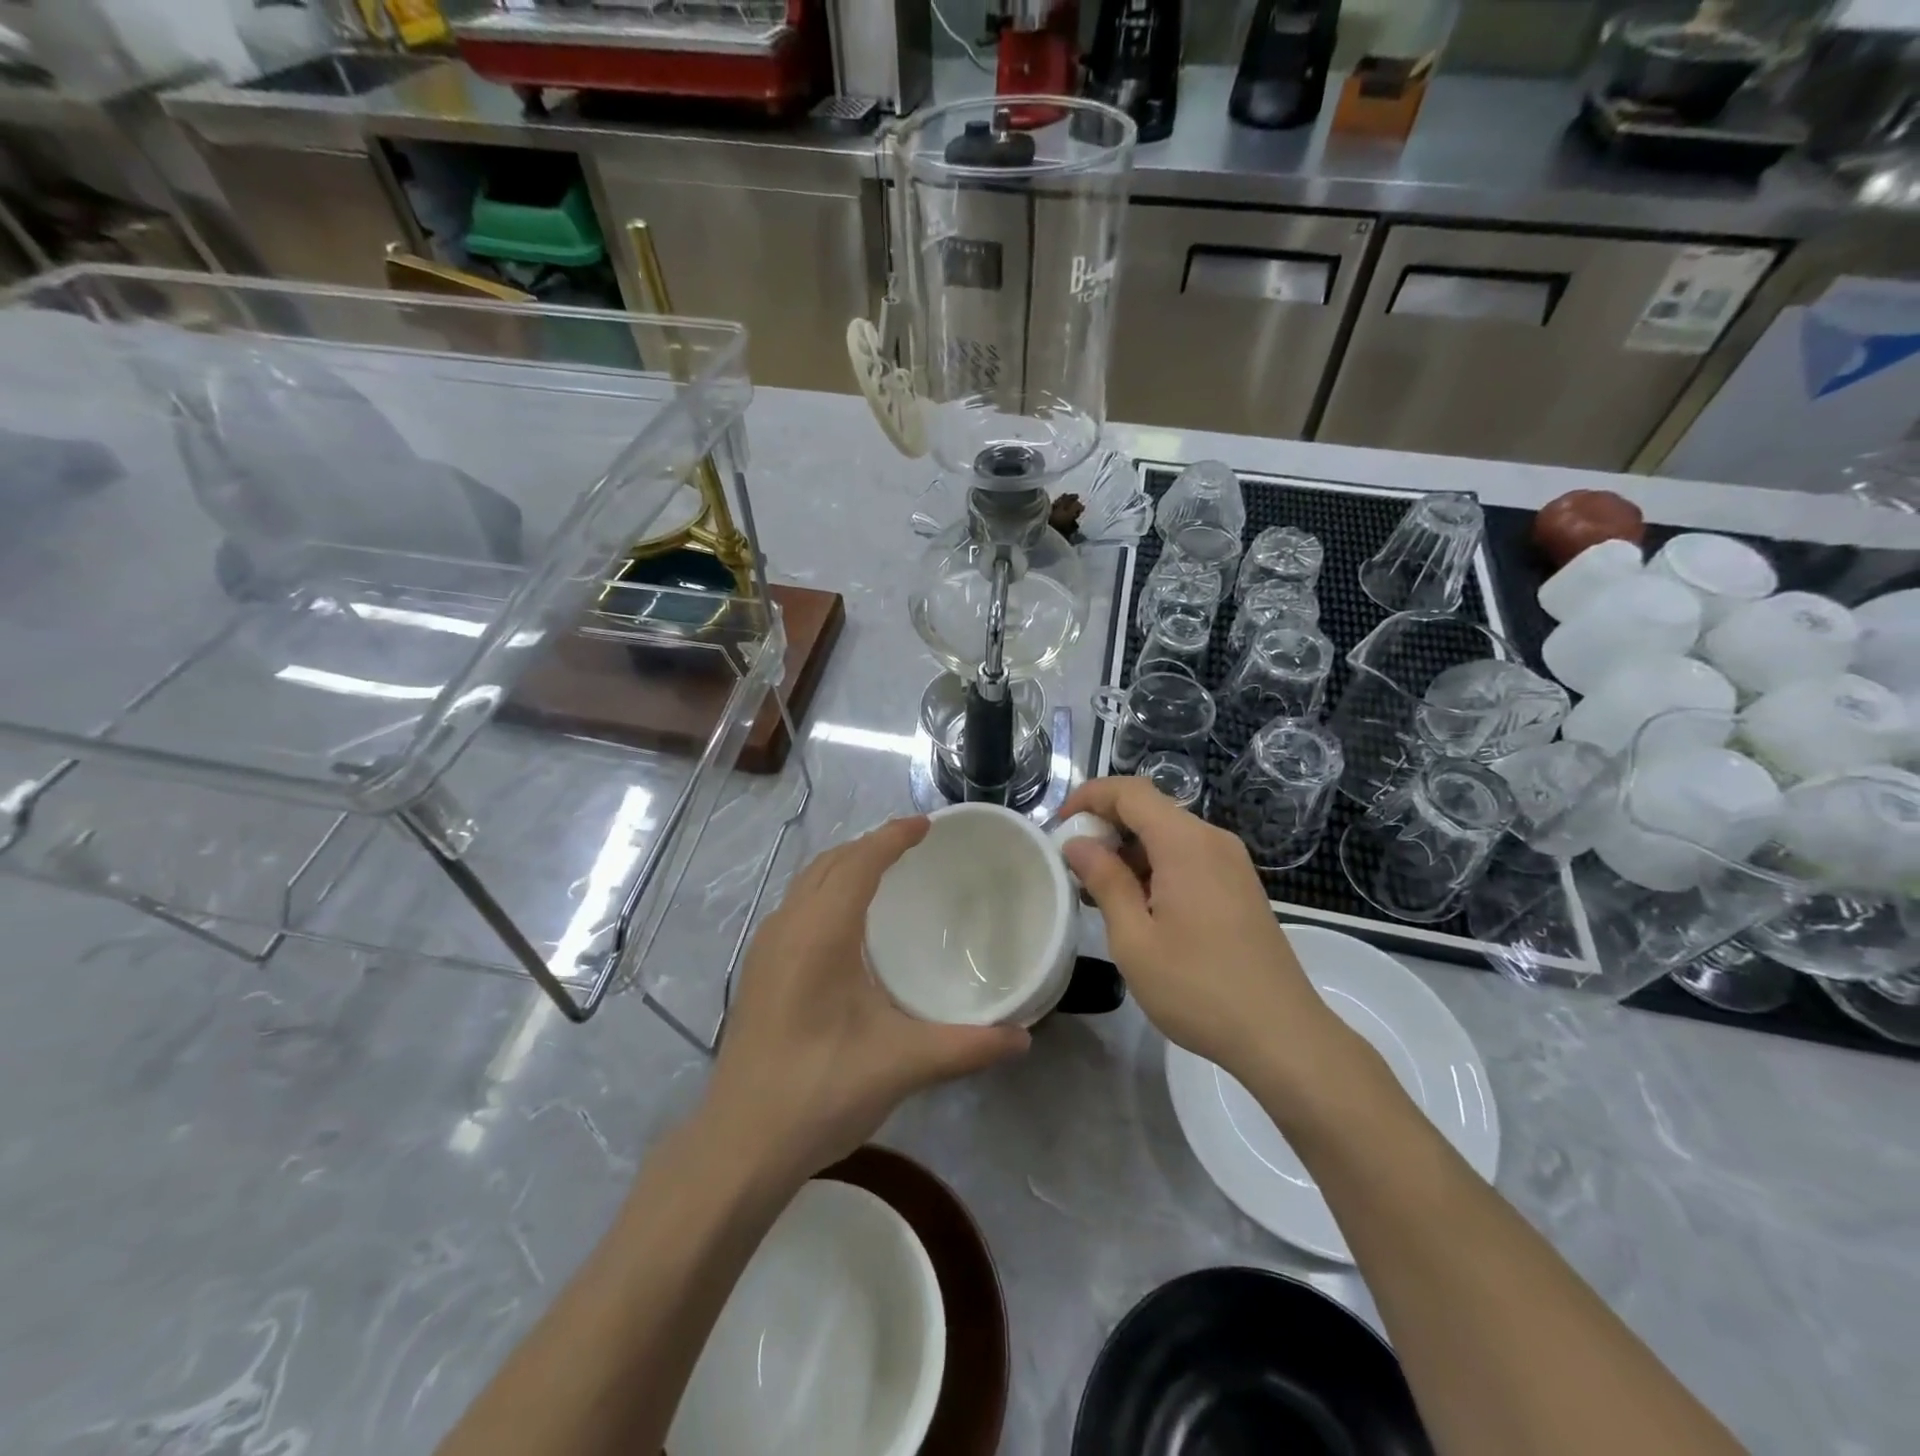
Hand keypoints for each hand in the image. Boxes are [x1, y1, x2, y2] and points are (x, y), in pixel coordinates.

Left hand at [703, 817, 1029, 1183]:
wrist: (740, 1145)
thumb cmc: (821, 1090)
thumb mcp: (902, 1064)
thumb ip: (967, 1046)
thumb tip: (1022, 1037)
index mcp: (820, 932)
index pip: (860, 862)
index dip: (893, 836)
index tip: (926, 824)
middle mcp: (788, 927)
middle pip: (830, 863)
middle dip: (871, 845)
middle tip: (913, 846)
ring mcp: (765, 949)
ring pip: (807, 883)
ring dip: (845, 866)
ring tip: (883, 873)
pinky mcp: (757, 972)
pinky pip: (796, 907)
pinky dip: (825, 891)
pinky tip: (846, 925)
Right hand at [1058, 776, 1348, 1086]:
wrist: (1282, 1035)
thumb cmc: (1198, 987)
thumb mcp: (1134, 938)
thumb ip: (1104, 881)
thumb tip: (1078, 844)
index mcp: (1185, 843)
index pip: (1130, 792)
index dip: (1089, 797)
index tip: (1059, 825)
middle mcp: (1212, 840)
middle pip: (1150, 810)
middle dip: (1106, 827)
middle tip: (1073, 866)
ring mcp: (1231, 863)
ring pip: (1168, 835)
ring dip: (1129, 851)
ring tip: (1098, 893)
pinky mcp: (1239, 886)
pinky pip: (1188, 857)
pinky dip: (1155, 867)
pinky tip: (1138, 907)